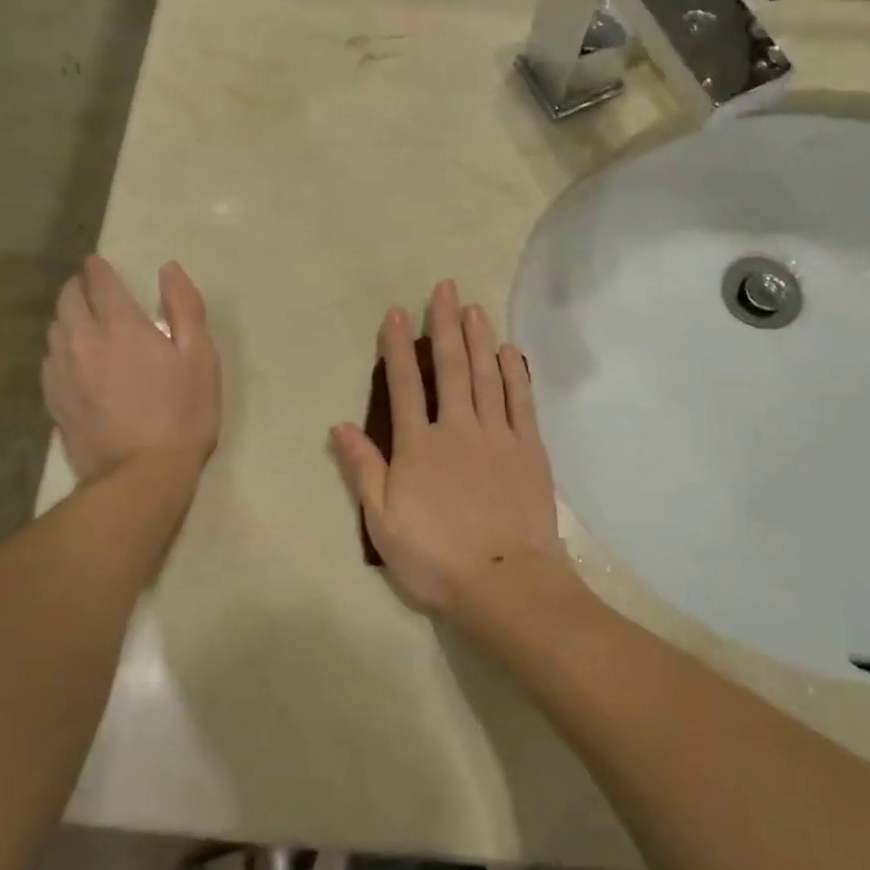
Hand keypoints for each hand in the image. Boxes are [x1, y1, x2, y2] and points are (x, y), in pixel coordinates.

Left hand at [43, 256, 220, 484]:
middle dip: (79, 288)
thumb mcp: (200, 357)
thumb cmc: (183, 413)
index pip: (99, 281)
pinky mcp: (53, 399)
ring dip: (68, 318)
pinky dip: (62, 350)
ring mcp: (61, 371)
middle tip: (94, 290)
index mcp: (120, 324)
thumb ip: (185, 307)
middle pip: (67, 299)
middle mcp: (81, 339)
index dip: (99, 268)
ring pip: (55, 329)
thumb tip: (169, 269)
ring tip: (85, 324)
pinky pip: (50, 360)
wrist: (142, 474)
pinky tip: (76, 363)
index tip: (101, 264)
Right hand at [331, 280, 562, 615]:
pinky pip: (521, 401)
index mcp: (419, 446)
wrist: (504, 581)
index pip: (405, 385)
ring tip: (474, 307)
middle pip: (449, 367)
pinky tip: (509, 351)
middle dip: (445, 325)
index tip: (397, 312)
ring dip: (479, 339)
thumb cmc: (435, 558)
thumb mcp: (383, 521)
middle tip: (445, 287)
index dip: (398, 346)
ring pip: (486, 375)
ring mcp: (498, 435)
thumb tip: (339, 426)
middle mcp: (458, 428)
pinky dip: (514, 373)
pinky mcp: (529, 448)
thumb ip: (363, 469)